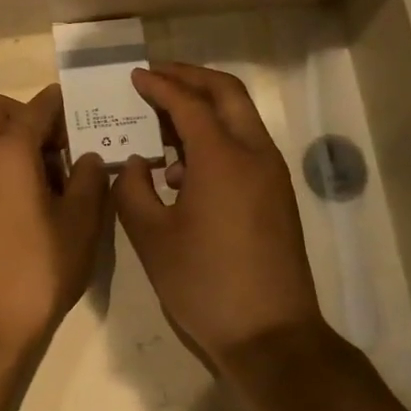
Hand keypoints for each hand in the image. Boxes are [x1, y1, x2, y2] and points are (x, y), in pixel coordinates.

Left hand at [0, 86, 110, 363]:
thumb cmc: (35, 272)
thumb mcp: (79, 226)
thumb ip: (88, 181)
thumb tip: (87, 158)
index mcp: (6, 151)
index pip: (37, 107)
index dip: (63, 104)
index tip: (84, 114)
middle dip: (25, 114)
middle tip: (57, 147)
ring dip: (8, 139)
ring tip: (45, 180)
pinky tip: (20, 203)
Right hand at [112, 64, 327, 370]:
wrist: (270, 335)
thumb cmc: (204, 284)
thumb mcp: (151, 237)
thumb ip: (133, 189)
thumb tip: (136, 163)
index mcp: (222, 158)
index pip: (188, 102)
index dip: (159, 84)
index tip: (134, 76)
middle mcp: (254, 154)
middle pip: (226, 92)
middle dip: (190, 77)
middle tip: (157, 76)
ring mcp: (272, 174)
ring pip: (240, 116)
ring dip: (205, 106)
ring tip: (163, 121)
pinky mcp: (277, 194)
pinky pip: (246, 144)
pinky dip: (217, 135)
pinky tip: (185, 167)